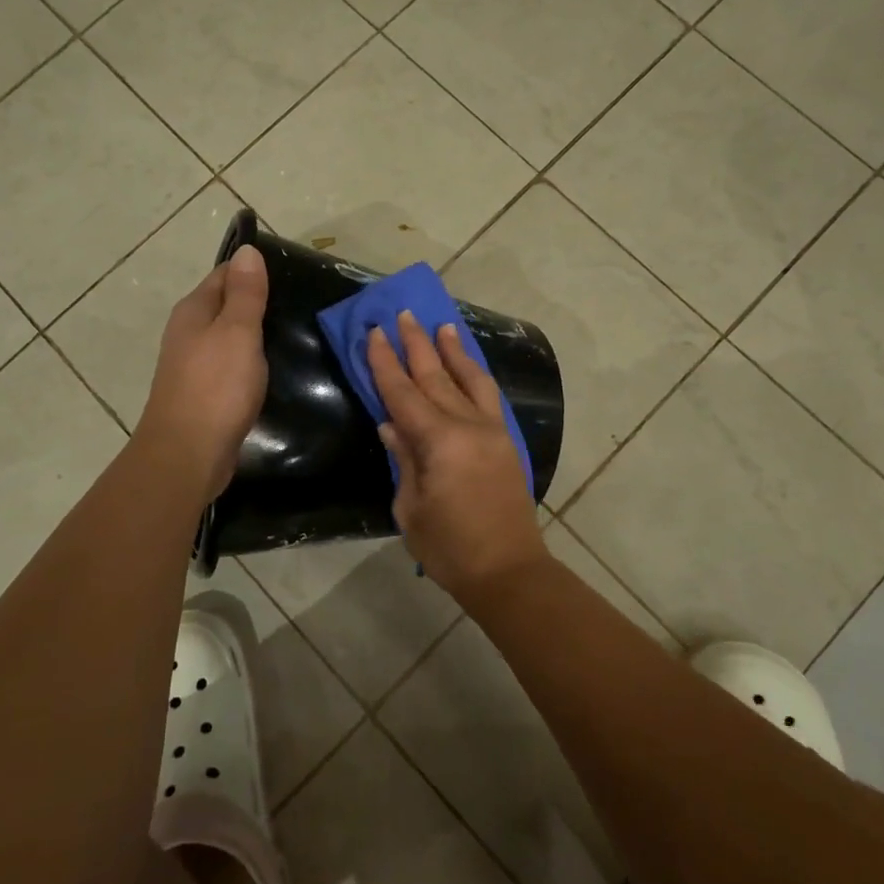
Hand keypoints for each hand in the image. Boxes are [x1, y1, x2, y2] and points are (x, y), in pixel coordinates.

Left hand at [137, 245, 268, 498]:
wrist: (187, 455)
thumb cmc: (216, 387)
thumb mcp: (237, 332)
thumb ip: (245, 293)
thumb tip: (247, 249)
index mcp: (194, 310)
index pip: (225, 274)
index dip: (255, 270)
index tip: (292, 272)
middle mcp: (188, 332)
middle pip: (225, 304)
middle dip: (257, 300)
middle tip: (301, 302)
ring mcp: (193, 364)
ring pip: (228, 335)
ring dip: (254, 332)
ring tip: (293, 331)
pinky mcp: (204, 392)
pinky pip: (230, 363)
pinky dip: (249, 359)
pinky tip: (271, 366)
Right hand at [366, 311, 547, 601]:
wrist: (508, 570)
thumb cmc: (450, 547)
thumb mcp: (410, 508)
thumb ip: (403, 459)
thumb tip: (391, 424)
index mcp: (439, 441)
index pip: (403, 393)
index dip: (385, 362)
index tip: (375, 332)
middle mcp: (467, 425)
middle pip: (436, 376)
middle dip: (417, 344)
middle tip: (404, 314)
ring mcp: (491, 430)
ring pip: (469, 379)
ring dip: (453, 350)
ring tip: (443, 324)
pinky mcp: (506, 441)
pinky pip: (489, 396)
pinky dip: (476, 374)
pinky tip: (469, 365)